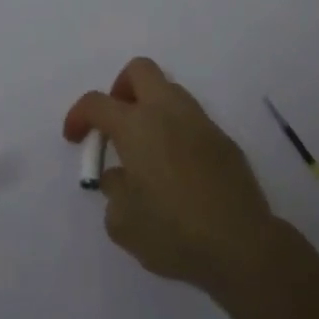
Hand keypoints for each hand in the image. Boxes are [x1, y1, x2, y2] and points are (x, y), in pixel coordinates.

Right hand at [64, 57, 279, 296]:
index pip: (96, 102)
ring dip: (151, 108)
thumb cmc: (174, 232)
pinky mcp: (224, 141)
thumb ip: (113, 192)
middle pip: (139, 71)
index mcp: (136, 125)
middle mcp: (167, 112)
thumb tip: (121, 178)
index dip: (78, 116)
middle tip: (115, 124)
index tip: (74, 138)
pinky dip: (176, 132)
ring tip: (146, 149)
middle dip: (121, 89)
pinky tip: (176, 169)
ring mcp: (200, 122)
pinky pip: (191, 121)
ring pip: (169, 92)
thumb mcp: (123, 222)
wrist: (243, 247)